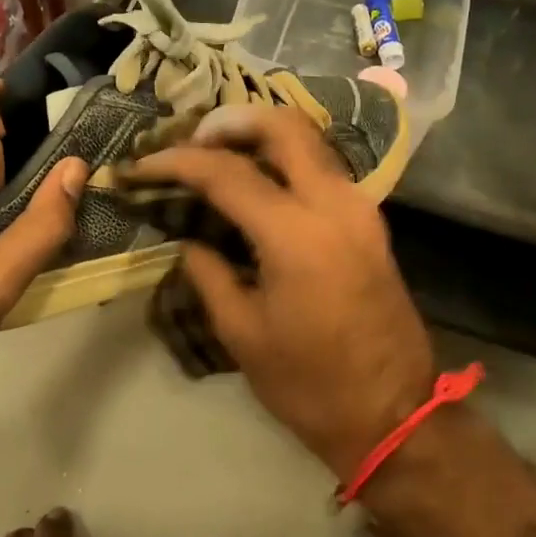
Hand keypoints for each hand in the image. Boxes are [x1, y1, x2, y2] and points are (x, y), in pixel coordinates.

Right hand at [130, 104, 434, 477]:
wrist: (394, 414)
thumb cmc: (310, 385)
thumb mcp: (243, 334)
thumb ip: (209, 274)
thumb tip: (190, 240)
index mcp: (297, 235)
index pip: (227, 172)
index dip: (176, 162)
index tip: (141, 165)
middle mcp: (336, 204)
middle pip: (283, 126)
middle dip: (230, 122)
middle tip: (189, 142)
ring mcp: (361, 208)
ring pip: (310, 141)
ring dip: (261, 135)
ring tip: (216, 155)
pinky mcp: (371, 222)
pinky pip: (324, 169)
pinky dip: (286, 160)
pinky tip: (257, 182)